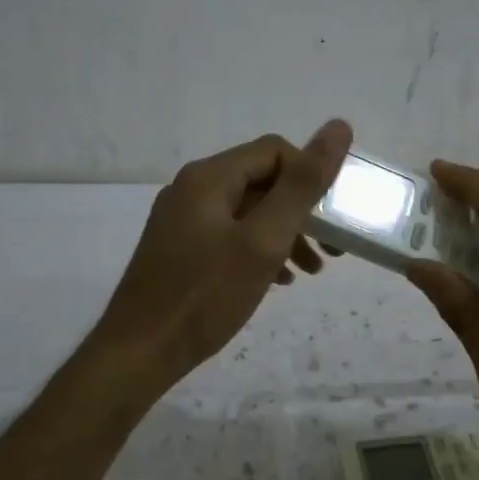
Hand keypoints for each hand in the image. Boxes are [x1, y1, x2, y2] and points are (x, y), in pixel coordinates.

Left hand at [87, 120, 352, 397]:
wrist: (139, 353)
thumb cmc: (205, 296)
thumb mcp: (264, 240)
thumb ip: (302, 185)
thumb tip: (338, 126)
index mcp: (209, 177)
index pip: (275, 151)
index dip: (311, 177)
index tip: (335, 218)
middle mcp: (192, 188)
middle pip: (262, 181)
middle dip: (302, 210)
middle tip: (333, 248)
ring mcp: (182, 220)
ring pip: (248, 212)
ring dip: (285, 233)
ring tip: (312, 270)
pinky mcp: (180, 249)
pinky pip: (230, 236)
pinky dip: (259, 250)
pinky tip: (276, 280)